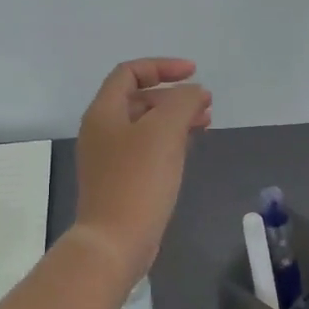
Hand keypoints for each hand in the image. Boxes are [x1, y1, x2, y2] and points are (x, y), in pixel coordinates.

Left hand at [72, 58, 212, 283]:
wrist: (115, 241)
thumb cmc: (138, 180)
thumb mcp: (164, 131)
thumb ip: (182, 102)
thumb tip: (194, 93)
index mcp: (104, 112)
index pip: (130, 73)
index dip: (162, 66)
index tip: (194, 73)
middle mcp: (101, 130)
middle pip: (138, 99)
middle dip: (174, 96)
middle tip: (206, 103)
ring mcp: (109, 158)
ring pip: (145, 126)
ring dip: (175, 119)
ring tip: (205, 123)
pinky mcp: (120, 181)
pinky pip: (147, 150)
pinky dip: (169, 142)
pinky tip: (189, 148)